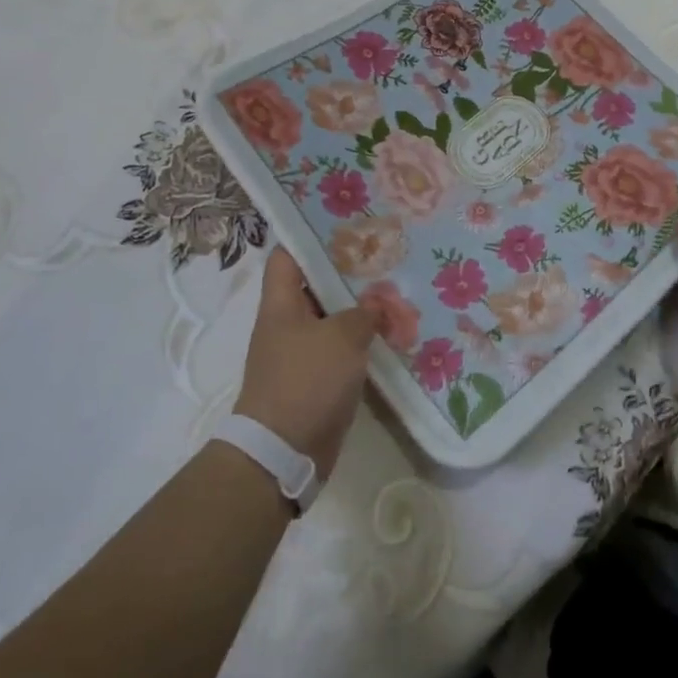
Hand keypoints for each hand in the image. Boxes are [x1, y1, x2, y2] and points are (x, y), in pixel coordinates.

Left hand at [235, 247, 377, 477]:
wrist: (283, 452)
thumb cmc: (306, 381)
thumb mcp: (341, 337)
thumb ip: (364, 313)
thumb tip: (378, 304)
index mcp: (281, 303)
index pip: (288, 255)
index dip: (310, 237)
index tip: (345, 225)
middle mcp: (288, 323)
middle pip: (316, 285)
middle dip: (349, 272)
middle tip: (385, 255)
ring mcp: (301, 351)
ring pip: (332, 317)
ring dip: (360, 308)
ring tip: (396, 289)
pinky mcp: (316, 378)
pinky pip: (341, 349)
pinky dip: (362, 340)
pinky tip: (392, 332)